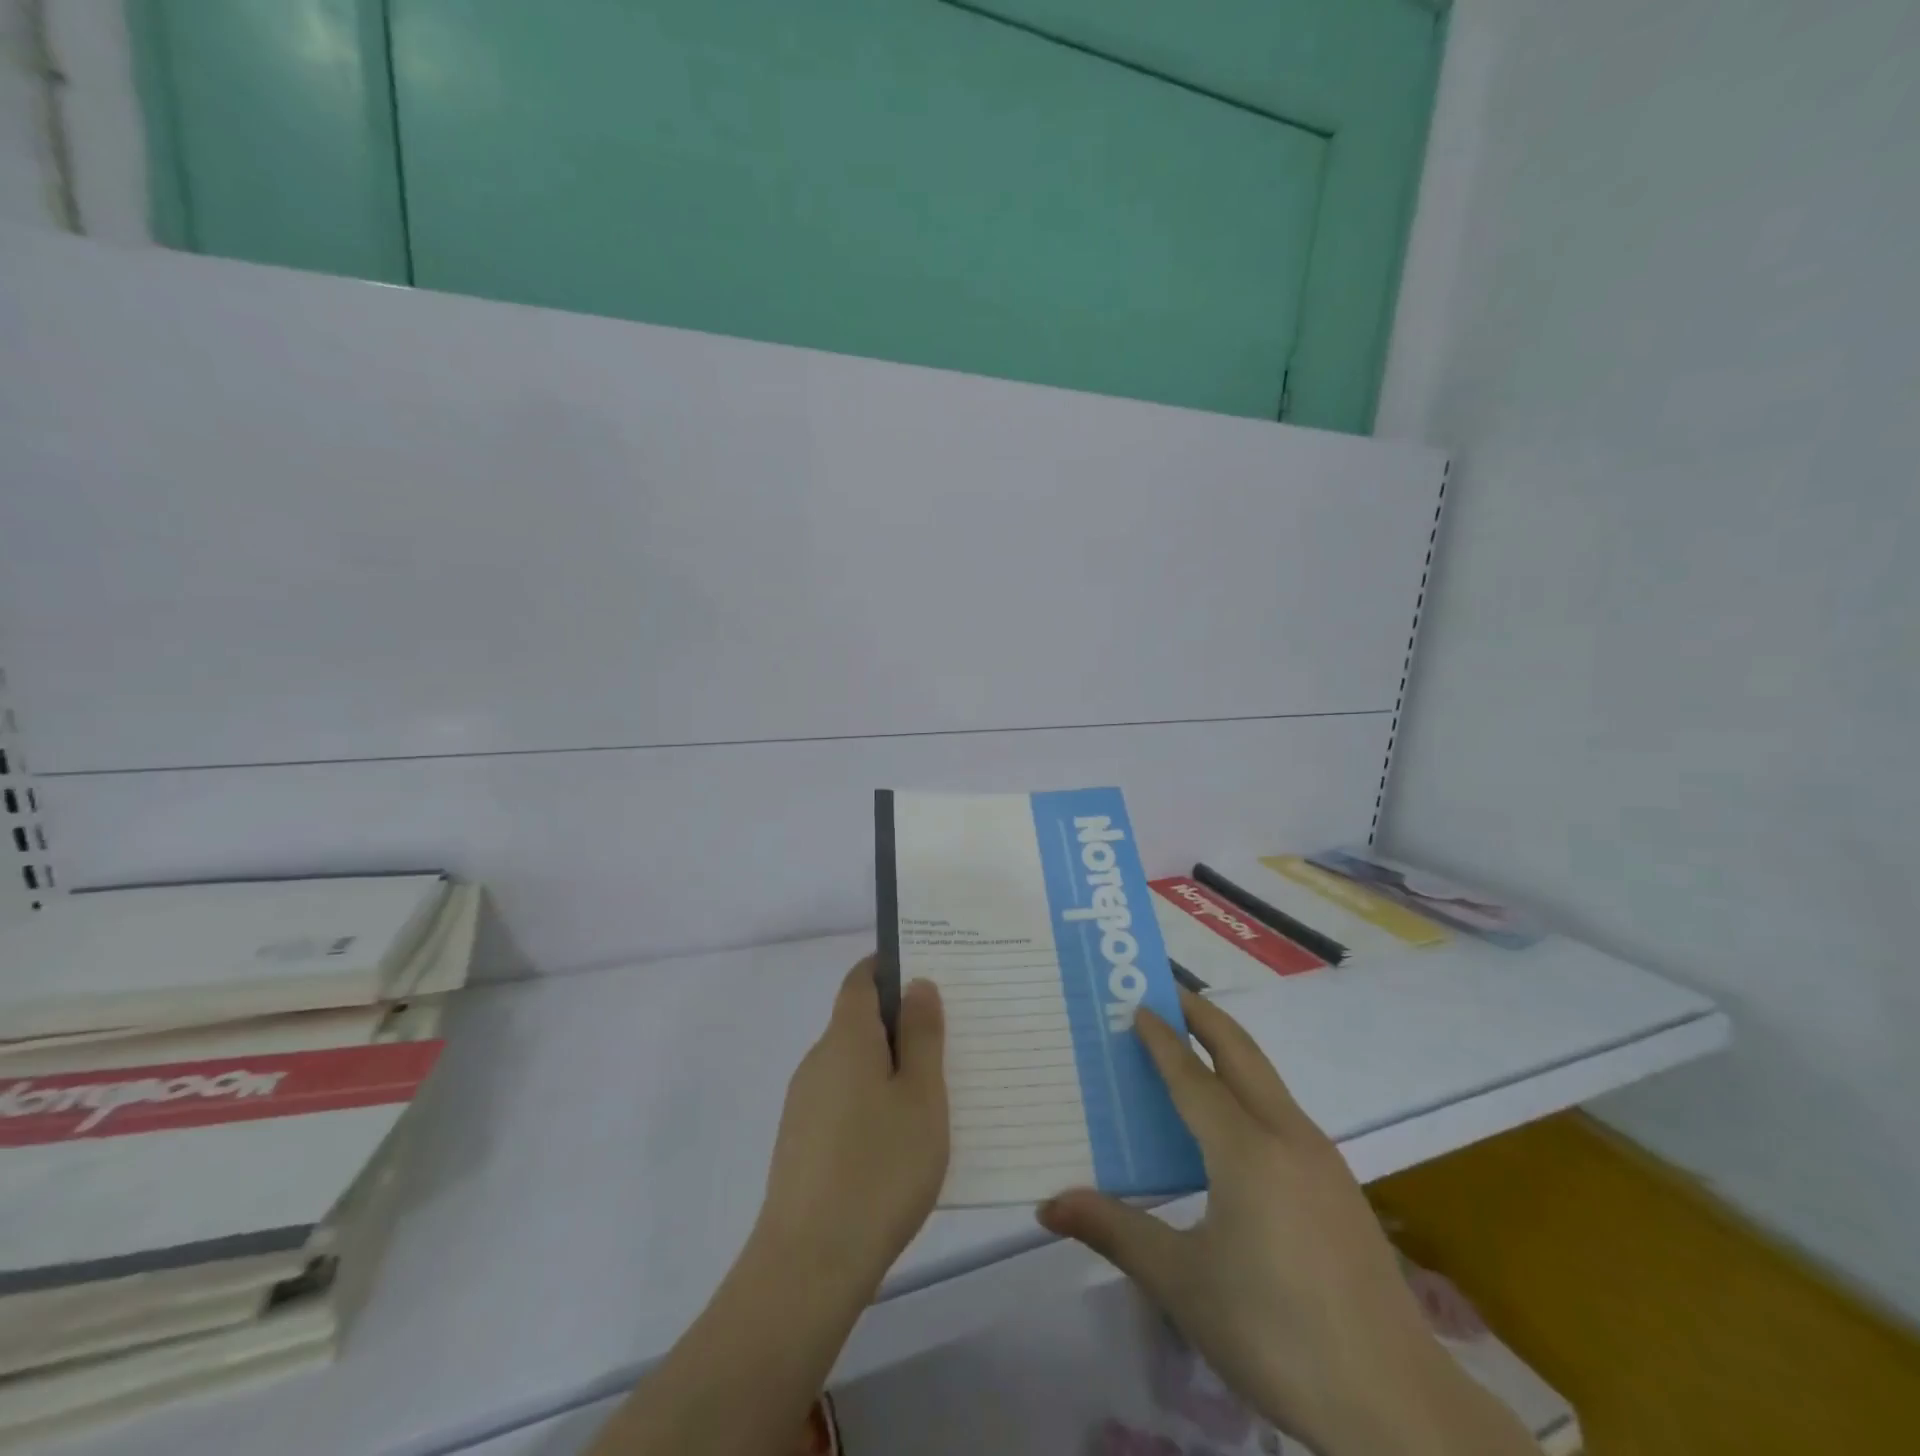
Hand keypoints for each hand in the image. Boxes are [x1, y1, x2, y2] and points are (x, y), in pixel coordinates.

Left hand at [591, 963, 946, 1455]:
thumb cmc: (879, 1169)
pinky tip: (902, 1136)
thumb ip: (922, 1035)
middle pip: (859, 1020)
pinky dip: (874, 1098)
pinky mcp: (803, 1141)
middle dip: (901, 1020)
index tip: (930, 972)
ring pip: (854, 1062)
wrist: (808, 1266)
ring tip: (937, 1089)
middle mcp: (819, 1060)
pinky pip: (845, 1098)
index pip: (861, 978)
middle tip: (950, 1035)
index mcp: (846, 1038)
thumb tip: (916, 984)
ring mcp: (805, 1102)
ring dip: (890, 1063)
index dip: (891, 966)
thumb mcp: (921, 1097)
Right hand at [1038, 990, 1534, 1455]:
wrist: (1399, 1407)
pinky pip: (1282, 1111)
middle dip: (1202, 1015)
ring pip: (1266, 1079)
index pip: (1191, 1074)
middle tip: (1166, 992)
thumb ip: (1115, 1232)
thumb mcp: (1183, 1285)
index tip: (1135, 1004)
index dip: (1160, 1038)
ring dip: (1227, 1050)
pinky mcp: (1339, 1186)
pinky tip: (1233, 1126)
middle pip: (1239, 1051)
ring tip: (1190, 1050)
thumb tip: (1048, 1205)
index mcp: (1244, 1149)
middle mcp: (1285, 1135)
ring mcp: (1321, 1158)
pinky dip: (1248, 1088)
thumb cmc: (1277, 1335)